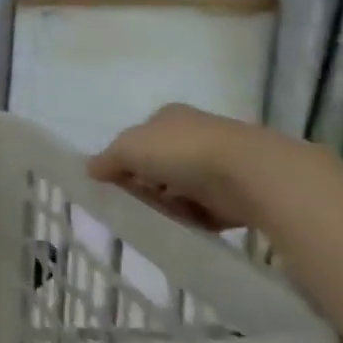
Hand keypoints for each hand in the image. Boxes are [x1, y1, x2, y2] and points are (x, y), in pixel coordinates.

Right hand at [87, 104, 286, 232]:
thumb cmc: (181, 151)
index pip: (139, 138)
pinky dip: (195, 219)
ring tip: (162, 218)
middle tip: (136, 203)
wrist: (252, 174)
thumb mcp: (128, 148)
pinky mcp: (239, 193)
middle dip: (147, 185)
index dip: (125, 159)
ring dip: (170, 204)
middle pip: (159, 165)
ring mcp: (220, 163)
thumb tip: (90, 169)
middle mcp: (196, 135)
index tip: (116, 182)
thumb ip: (106, 159)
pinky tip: (186, 226)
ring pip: (181, 189)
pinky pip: (206, 210)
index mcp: (169, 117)